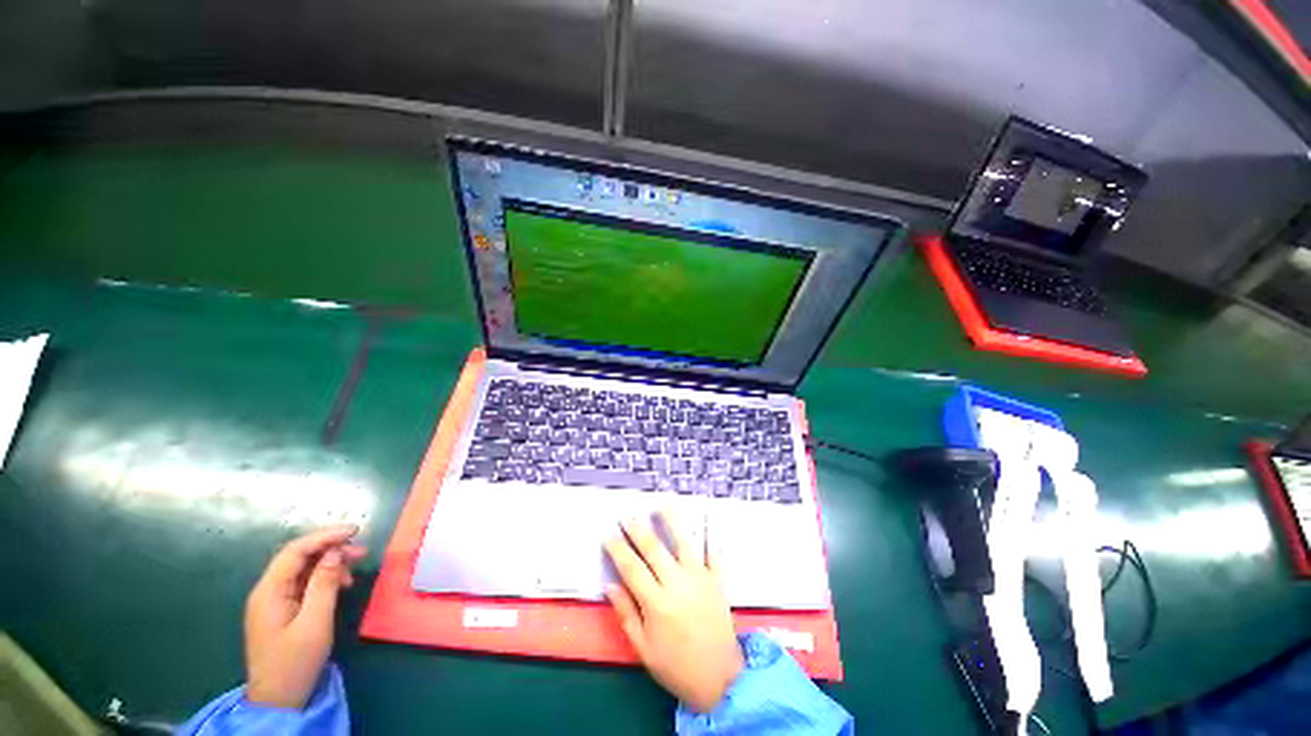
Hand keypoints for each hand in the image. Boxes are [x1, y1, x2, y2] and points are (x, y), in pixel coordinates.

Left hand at [244, 525, 365, 708]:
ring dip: (330, 563)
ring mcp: (273, 602)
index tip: (355, 530)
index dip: (325, 536)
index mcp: (269, 591)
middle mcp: (267, 591)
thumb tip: (334, 553)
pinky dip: (325, 579)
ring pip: (303, 570)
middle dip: (330, 548)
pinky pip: (304, 584)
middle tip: (362, 550)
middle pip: (298, 558)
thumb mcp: (315, 623)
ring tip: (356, 567)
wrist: (278, 700)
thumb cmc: (295, 662)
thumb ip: (323, 584)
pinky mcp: (282, 611)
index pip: (295, 551)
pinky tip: (342, 584)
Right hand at [604, 511, 743, 712]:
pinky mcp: (717, 580)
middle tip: (627, 515)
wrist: (720, 680)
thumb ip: (627, 614)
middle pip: (654, 549)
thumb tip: (610, 586)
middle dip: (638, 530)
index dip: (618, 549)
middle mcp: (678, 585)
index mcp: (657, 604)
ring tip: (662, 505)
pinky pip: (714, 552)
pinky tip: (706, 517)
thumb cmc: (676, 666)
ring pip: (684, 542)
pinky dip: (710, 534)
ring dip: (672, 521)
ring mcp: (700, 579)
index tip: (608, 535)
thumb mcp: (644, 649)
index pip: (631, 568)